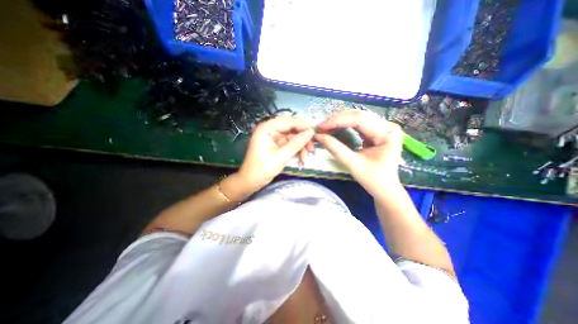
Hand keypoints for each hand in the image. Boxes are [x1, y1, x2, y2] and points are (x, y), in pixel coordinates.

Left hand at [237, 116, 314, 187]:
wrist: (251, 182)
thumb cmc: (261, 170)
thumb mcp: (280, 157)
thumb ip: (296, 144)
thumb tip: (310, 132)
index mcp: (266, 129)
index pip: (288, 121)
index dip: (302, 125)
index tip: (314, 132)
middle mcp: (270, 130)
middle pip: (291, 128)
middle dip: (303, 137)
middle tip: (312, 147)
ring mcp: (274, 138)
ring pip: (293, 137)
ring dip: (301, 146)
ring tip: (306, 157)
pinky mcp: (277, 145)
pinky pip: (290, 144)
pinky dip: (297, 150)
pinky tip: (301, 158)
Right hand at [314, 109, 402, 193]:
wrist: (385, 189)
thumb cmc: (373, 180)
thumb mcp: (353, 165)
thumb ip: (336, 149)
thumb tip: (318, 136)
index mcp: (387, 134)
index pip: (359, 120)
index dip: (338, 121)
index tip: (321, 127)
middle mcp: (387, 126)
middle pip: (358, 116)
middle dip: (337, 121)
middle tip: (320, 127)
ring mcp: (382, 127)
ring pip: (356, 118)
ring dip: (339, 122)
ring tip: (324, 128)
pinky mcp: (376, 131)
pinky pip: (357, 124)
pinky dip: (343, 126)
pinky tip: (333, 129)